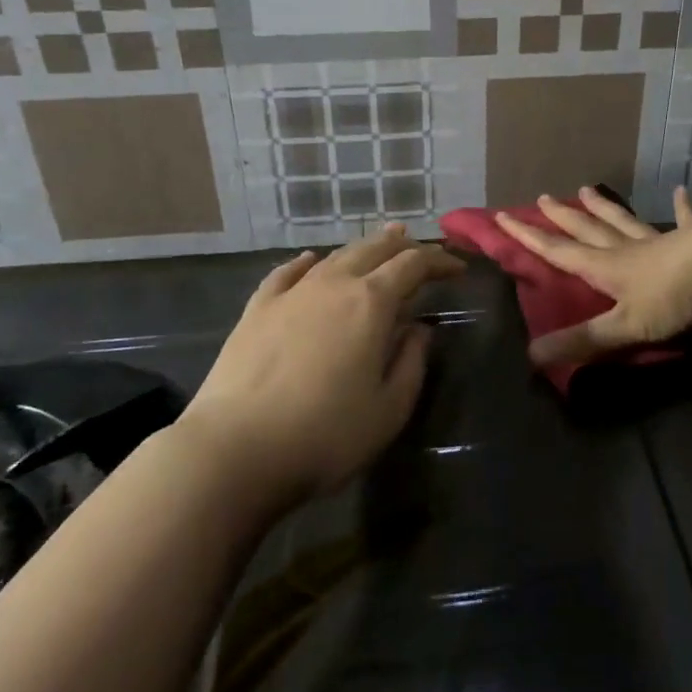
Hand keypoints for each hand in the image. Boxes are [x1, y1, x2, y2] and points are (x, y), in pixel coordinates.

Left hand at [184, 224, 463, 507]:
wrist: (235, 450)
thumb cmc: (325, 435)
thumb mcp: (389, 409)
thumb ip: (411, 362)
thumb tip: (418, 329)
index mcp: (372, 303)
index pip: (413, 265)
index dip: (439, 262)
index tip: (457, 269)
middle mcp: (334, 284)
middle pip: (375, 249)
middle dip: (404, 246)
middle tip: (423, 251)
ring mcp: (292, 293)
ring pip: (335, 256)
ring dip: (364, 247)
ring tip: (381, 242)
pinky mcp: (257, 310)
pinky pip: (287, 273)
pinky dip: (306, 263)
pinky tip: (311, 260)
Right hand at [495, 186, 691, 369]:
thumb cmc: (672, 296)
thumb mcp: (625, 326)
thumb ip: (583, 340)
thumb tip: (531, 356)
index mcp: (606, 267)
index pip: (559, 252)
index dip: (529, 237)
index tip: (503, 217)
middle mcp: (626, 249)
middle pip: (587, 230)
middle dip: (562, 217)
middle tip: (542, 197)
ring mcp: (660, 240)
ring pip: (624, 221)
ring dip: (605, 207)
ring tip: (586, 189)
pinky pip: (684, 221)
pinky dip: (681, 208)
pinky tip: (681, 192)